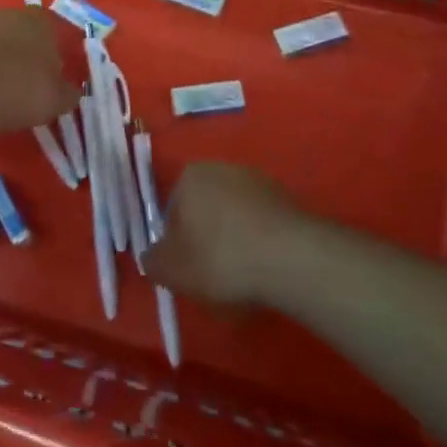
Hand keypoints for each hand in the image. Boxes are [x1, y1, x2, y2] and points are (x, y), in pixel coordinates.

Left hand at [0, 7, 82, 135]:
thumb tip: (71, 91)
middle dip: (20, 50)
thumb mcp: (54, 101)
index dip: (52, 51)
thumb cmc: (17, 92)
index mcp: (40, 23)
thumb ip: (67, 93)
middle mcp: (7, 12)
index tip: (49, 75)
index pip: (52, 29)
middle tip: (20, 81)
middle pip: (19, 29)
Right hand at [144, 162, 302, 306]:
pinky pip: (264, 226)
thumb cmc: (221, 258)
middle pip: (205, 210)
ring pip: (236, 218)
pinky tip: (267, 270)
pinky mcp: (290, 200)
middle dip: (206, 239)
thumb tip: (152, 257)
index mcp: (190, 176)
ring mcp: (261, 182)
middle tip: (213, 275)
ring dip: (236, 242)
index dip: (176, 243)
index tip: (187, 269)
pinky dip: (262, 245)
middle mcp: (224, 169)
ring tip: (244, 278)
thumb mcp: (172, 270)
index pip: (172, 210)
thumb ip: (153, 262)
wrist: (293, 258)